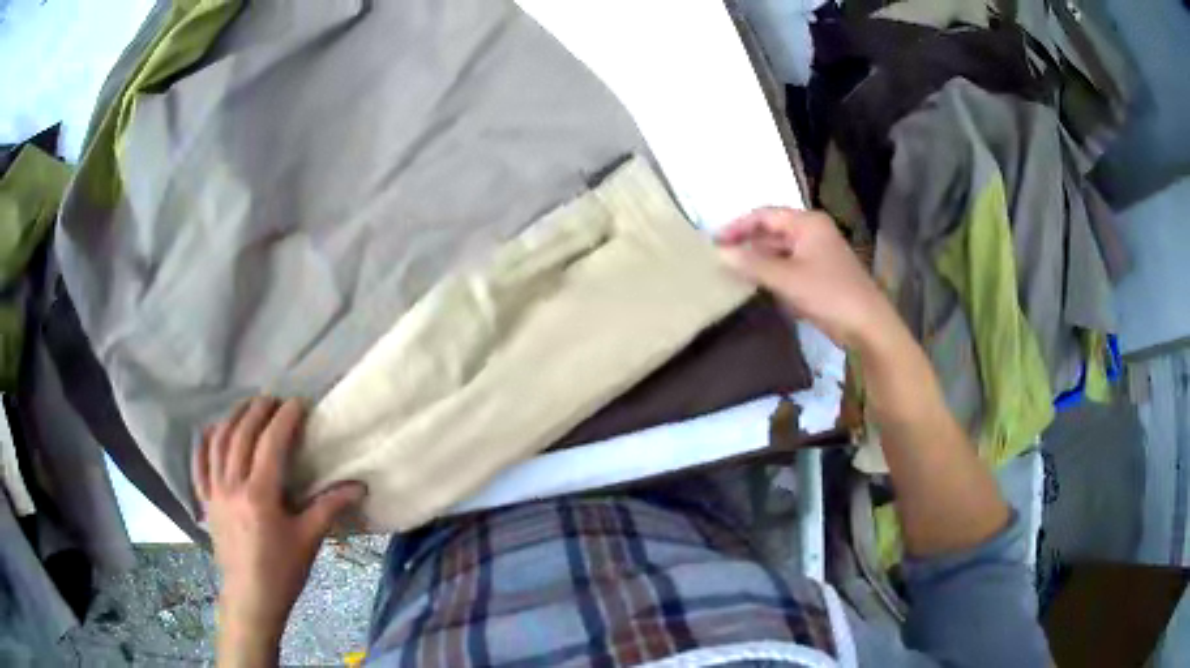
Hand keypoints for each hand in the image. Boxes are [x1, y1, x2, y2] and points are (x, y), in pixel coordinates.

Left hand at [193, 396, 365, 665]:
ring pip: (219, 442)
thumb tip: (360, 486)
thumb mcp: (309, 539)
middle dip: (258, 411)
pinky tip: (212, 430)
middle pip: (242, 435)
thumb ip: (330, 507)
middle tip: (273, 399)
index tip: (298, 403)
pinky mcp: (206, 501)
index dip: (285, 419)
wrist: (251, 598)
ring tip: (247, 407)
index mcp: (260, 494)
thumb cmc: (282, 570)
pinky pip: (199, 464)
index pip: (271, 443)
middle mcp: (232, 485)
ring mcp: (214, 491)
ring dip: (233, 418)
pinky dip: (205, 443)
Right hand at [716, 207, 900, 350]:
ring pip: (780, 249)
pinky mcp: (821, 273)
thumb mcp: (787, 279)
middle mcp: (813, 231)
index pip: (764, 215)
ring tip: (731, 271)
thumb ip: (752, 264)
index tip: (714, 241)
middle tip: (719, 257)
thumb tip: (720, 253)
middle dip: (747, 242)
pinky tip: (757, 283)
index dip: (738, 226)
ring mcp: (818, 253)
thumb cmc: (829, 294)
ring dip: (758, 258)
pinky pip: (790, 265)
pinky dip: (772, 271)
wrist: (868, 325)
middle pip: (772, 230)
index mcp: (807, 222)